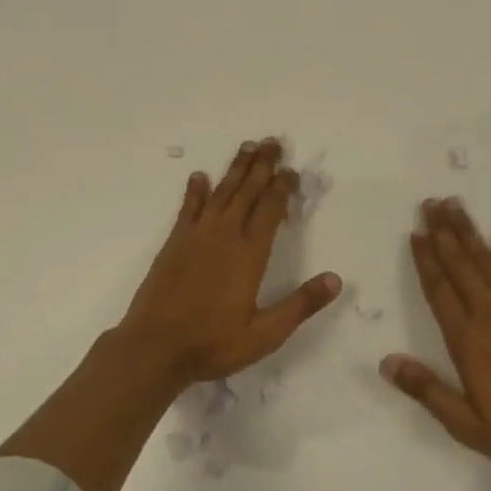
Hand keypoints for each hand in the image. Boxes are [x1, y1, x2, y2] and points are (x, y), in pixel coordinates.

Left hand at [113, 139, 341, 387]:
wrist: (154, 348)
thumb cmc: (213, 343)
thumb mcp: (265, 333)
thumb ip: (301, 305)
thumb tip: (335, 280)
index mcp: (249, 253)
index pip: (271, 208)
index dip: (283, 186)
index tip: (292, 170)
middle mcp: (224, 235)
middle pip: (247, 191)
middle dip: (262, 165)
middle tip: (273, 142)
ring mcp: (196, 236)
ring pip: (221, 192)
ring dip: (235, 169)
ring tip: (247, 147)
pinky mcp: (174, 243)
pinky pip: (189, 208)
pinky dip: (196, 190)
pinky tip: (200, 176)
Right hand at [384, 199, 490, 473]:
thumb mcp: (466, 423)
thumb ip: (427, 390)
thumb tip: (386, 362)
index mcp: (466, 339)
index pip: (438, 289)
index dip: (425, 259)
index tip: (415, 232)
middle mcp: (488, 313)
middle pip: (459, 264)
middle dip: (442, 232)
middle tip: (430, 202)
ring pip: (487, 259)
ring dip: (469, 230)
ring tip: (455, 204)